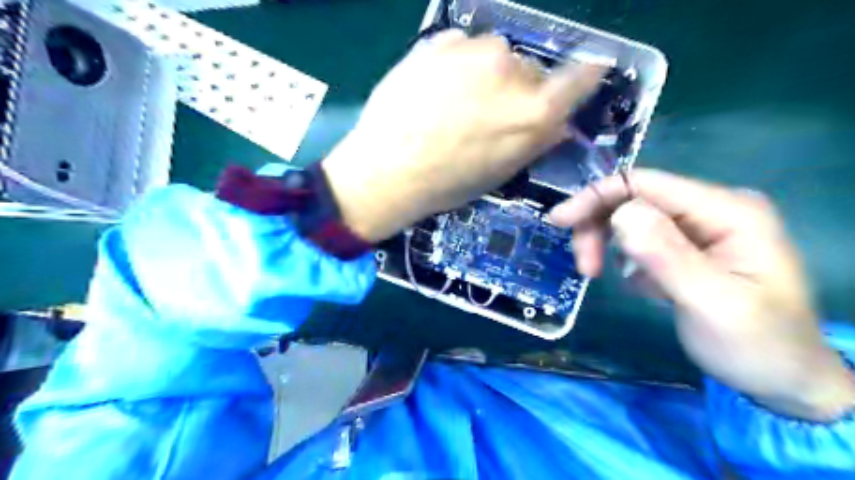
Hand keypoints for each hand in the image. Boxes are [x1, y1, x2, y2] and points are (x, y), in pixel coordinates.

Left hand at [319, 30, 600, 242]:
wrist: (386, 169)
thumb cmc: (447, 183)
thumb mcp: (500, 172)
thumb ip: (535, 140)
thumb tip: (557, 123)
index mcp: (534, 112)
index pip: (580, 78)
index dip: (583, 77)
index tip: (582, 76)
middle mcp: (512, 71)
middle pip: (531, 71)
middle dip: (518, 91)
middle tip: (489, 115)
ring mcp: (475, 51)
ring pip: (497, 57)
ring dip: (486, 76)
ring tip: (455, 104)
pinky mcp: (441, 41)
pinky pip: (463, 49)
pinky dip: (458, 66)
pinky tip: (437, 91)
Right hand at [548, 168, 854, 419]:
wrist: (784, 379)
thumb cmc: (756, 345)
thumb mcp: (712, 304)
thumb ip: (668, 256)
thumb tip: (621, 213)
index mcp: (728, 211)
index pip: (646, 184)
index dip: (597, 197)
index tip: (559, 222)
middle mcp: (713, 209)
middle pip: (634, 199)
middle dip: (599, 227)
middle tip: (585, 268)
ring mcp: (701, 227)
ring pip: (632, 219)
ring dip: (608, 245)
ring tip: (605, 277)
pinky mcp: (689, 246)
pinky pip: (642, 240)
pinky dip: (627, 260)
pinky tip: (642, 287)